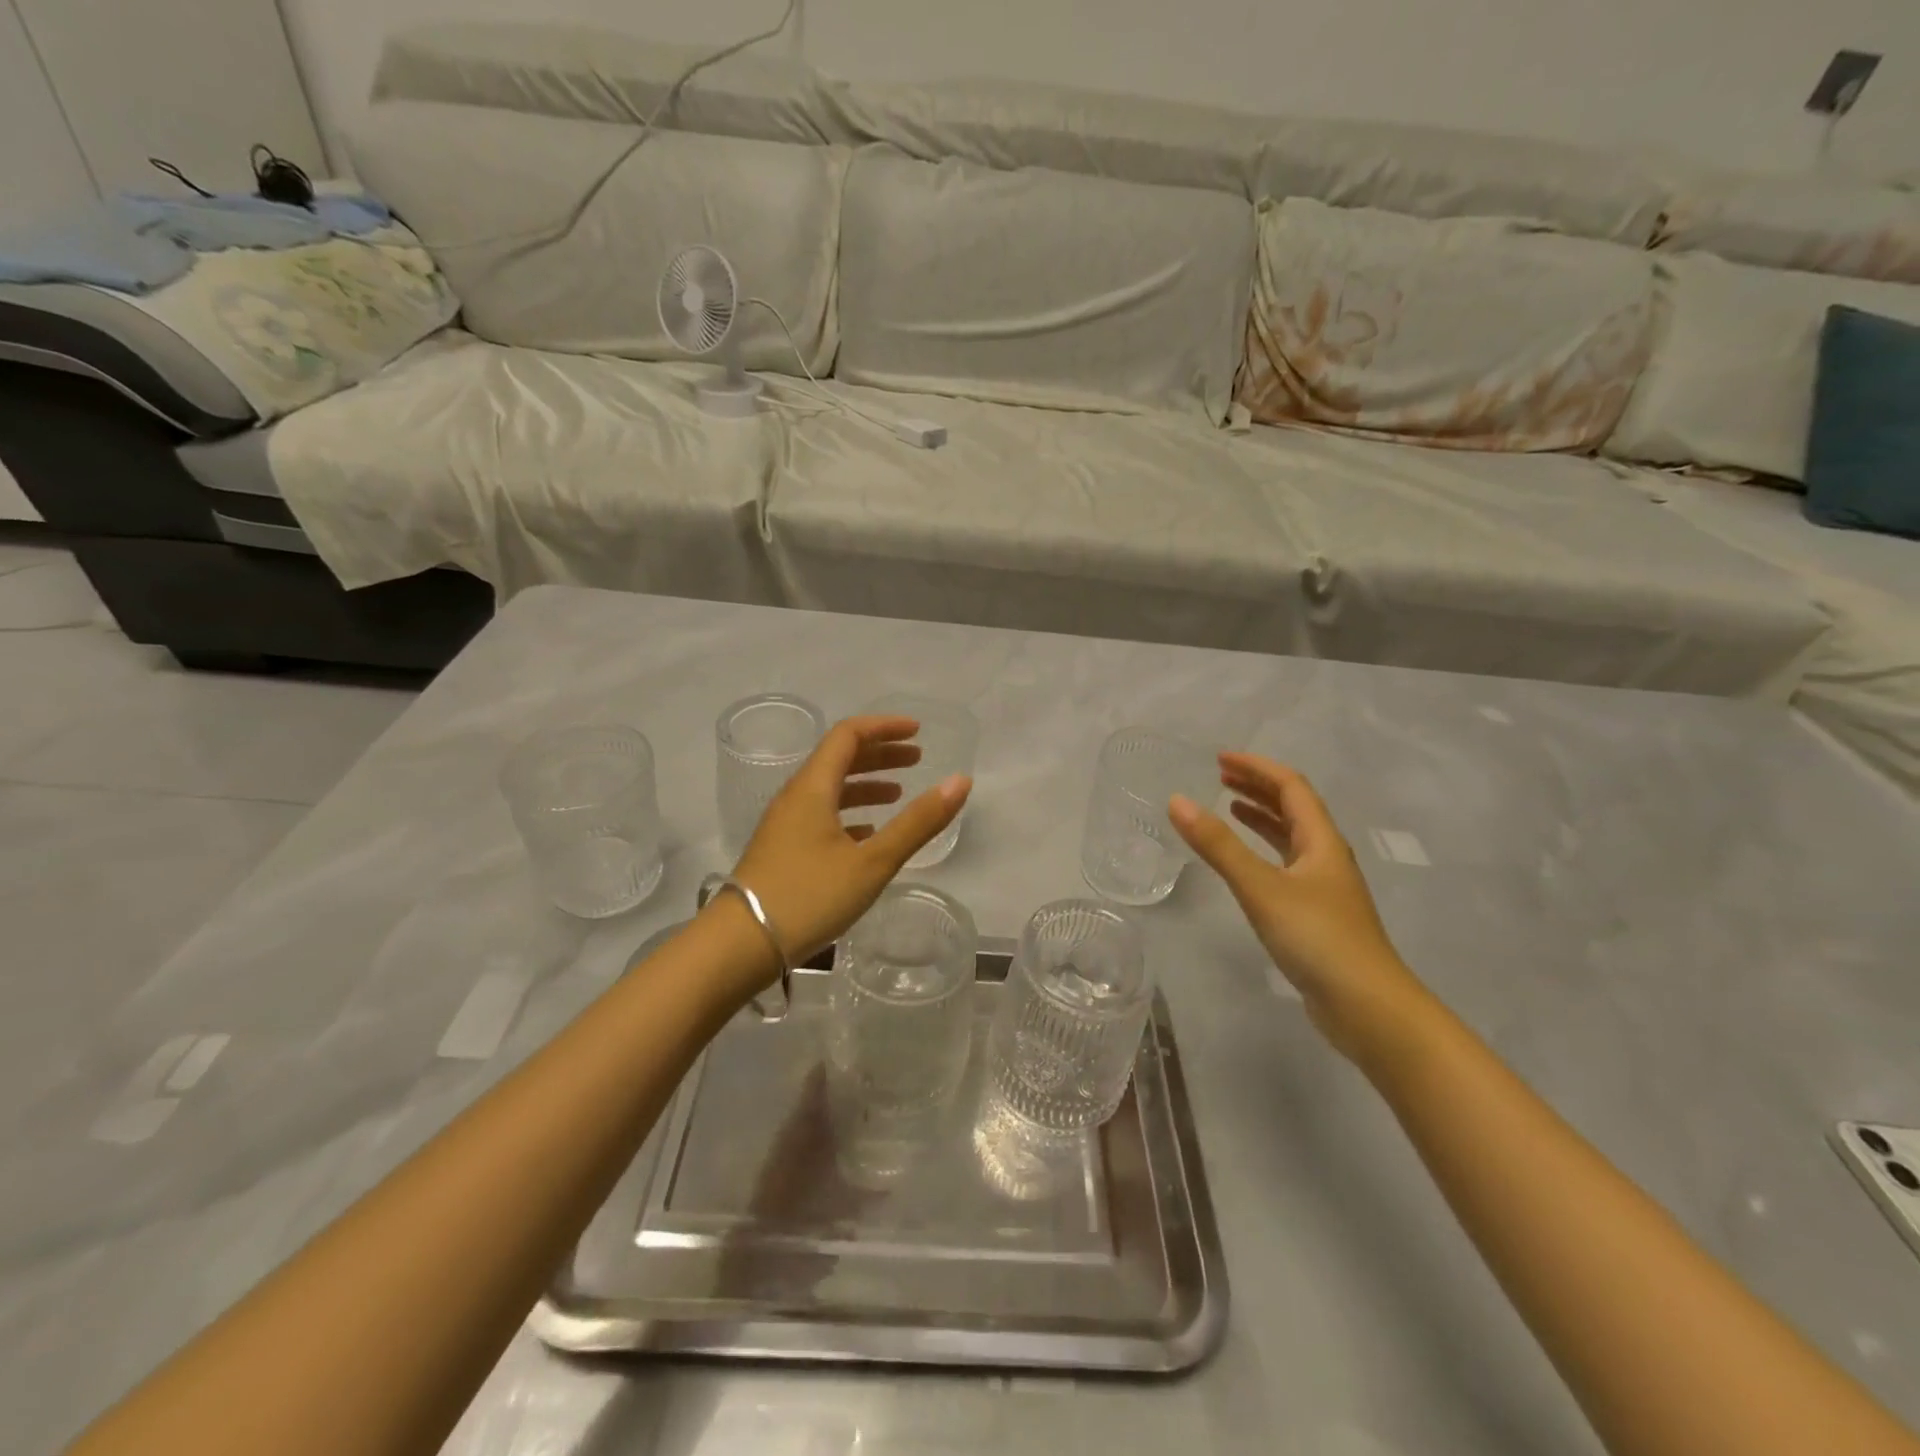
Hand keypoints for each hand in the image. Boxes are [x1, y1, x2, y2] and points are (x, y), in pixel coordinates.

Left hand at [730, 715, 971, 971]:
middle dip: (879, 754)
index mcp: (813, 788)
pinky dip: (850, 814)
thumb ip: (918, 822)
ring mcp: (785, 825)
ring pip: (830, 790)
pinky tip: (868, 834)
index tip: (918, 733)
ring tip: (898, 794)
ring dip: (865, 785)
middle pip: (839, 759)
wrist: (739, 946)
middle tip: (916, 760)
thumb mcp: (872, 862)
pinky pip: (821, 816)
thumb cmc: (808, 897)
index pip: (848, 735)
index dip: (884, 728)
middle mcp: (795, 797)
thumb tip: (961, 781)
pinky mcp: (782, 851)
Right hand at [1170, 752, 1427, 1057]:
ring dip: (1262, 817)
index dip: (1257, 767)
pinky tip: (1246, 864)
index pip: (1290, 787)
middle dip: (1258, 787)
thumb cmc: (1317, 938)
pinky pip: (1286, 865)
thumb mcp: (1261, 887)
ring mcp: (1324, 887)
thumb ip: (1218, 846)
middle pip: (1294, 808)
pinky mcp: (1316, 914)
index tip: (1220, 758)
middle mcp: (1326, 856)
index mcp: (1321, 841)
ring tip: (1229, 808)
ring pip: (1291, 837)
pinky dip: (1263, 851)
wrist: (1368, 1007)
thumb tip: (1177, 801)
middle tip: (1220, 776)